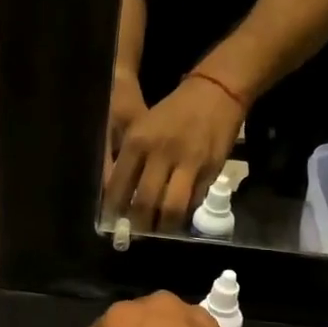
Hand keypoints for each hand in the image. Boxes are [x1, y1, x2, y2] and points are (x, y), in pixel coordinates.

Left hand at [103, 75, 243, 231]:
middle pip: (144, 202)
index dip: (114, 209)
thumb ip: (130, 161)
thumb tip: (119, 196)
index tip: (113, 221)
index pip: (119, 185)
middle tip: (136, 233)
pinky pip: (193, 201)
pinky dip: (185, 213)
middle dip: (138, 225)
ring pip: (171, 208)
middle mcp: (160, 153)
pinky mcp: (209, 170)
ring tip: (158, 230)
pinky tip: (178, 216)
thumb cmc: (172, 113)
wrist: (214, 93)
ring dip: (163, 226)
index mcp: (137, 141)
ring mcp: (187, 163)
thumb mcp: (142, 128)